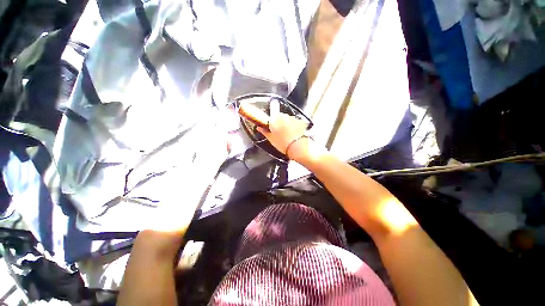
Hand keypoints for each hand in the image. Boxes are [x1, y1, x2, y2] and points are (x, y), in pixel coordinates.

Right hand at [257, 100, 308, 157]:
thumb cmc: (283, 144)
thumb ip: (264, 131)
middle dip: (279, 122)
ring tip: (287, 135)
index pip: (272, 110)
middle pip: (280, 116)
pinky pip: (295, 122)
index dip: (272, 113)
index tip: (272, 120)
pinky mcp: (301, 122)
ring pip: (288, 119)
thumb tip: (259, 128)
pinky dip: (294, 126)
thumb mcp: (271, 139)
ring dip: (287, 124)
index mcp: (275, 118)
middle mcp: (284, 116)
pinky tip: (294, 134)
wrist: (298, 148)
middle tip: (278, 132)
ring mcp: (293, 118)